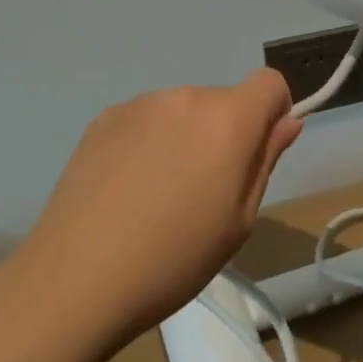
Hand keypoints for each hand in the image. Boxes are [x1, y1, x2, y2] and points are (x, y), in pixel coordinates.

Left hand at [5, 70, 300, 354]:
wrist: (75, 278)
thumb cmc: (173, 258)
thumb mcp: (238, 221)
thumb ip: (265, 160)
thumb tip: (287, 121)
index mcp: (227, 119)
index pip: (269, 83)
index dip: (274, 112)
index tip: (259, 154)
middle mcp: (186, 96)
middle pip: (223, 101)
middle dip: (225, 134)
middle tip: (204, 193)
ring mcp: (141, 104)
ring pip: (183, 112)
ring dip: (185, 137)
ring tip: (159, 195)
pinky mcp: (104, 118)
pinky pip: (145, 120)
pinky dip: (149, 142)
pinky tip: (126, 189)